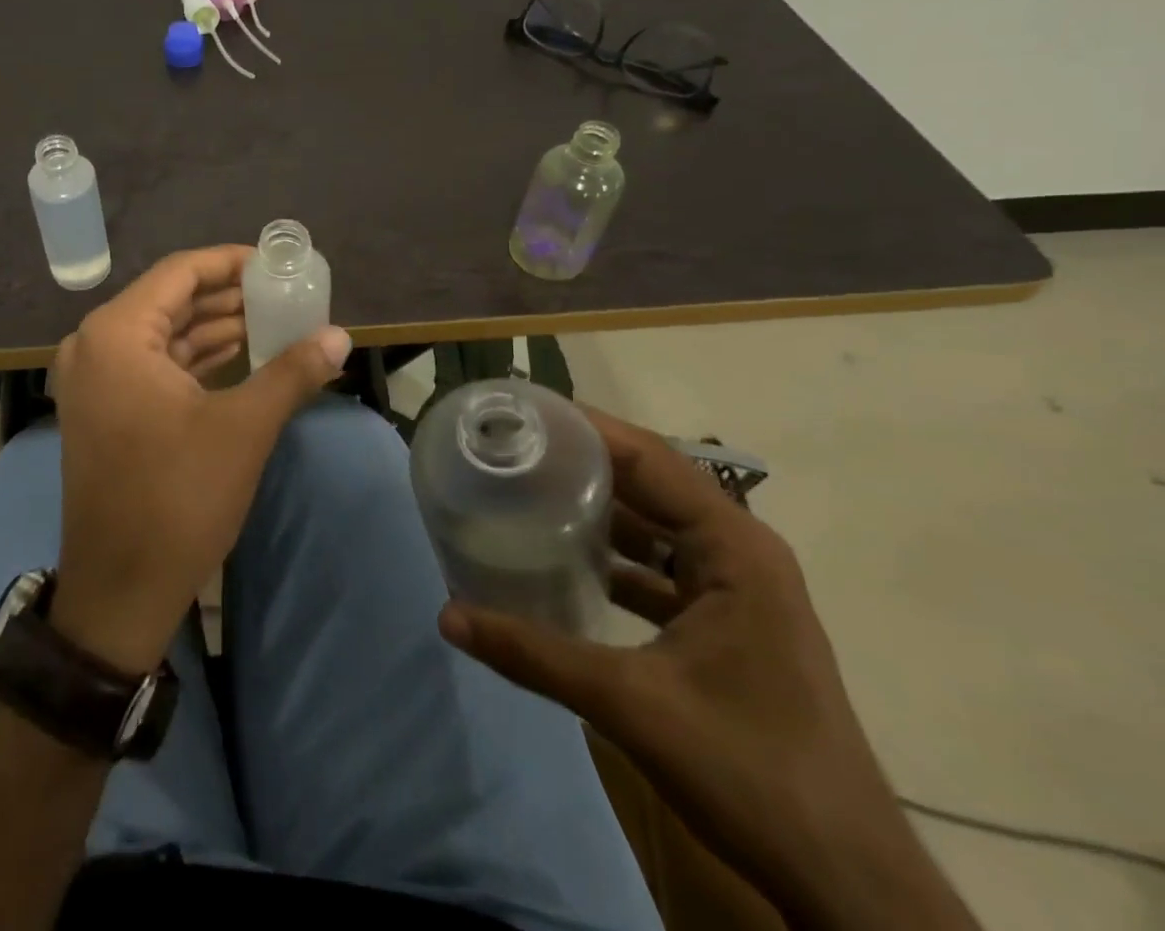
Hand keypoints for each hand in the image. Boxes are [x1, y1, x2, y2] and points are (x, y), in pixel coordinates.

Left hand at [48, 246, 351, 673]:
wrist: (120, 589)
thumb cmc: (178, 497)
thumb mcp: (244, 428)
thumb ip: (292, 372)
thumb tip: (341, 336)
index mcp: (117, 334)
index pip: (180, 273)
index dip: (230, 263)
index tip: (276, 264)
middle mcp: (94, 345)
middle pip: (170, 301)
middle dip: (227, 297)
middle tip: (283, 294)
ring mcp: (94, 379)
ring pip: (162, 334)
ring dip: (214, 328)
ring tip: (273, 321)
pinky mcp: (103, 409)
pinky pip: (152, 364)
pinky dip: (194, 358)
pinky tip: (239, 356)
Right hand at [439, 408, 971, 929]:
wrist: (848, 882)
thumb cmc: (751, 771)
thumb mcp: (630, 704)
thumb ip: (533, 654)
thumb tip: (447, 616)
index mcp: (734, 549)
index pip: (650, 458)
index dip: (585, 428)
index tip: (522, 413)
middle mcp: (739, 553)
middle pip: (650, 482)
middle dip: (581, 460)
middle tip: (510, 445)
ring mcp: (737, 589)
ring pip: (654, 524)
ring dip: (595, 507)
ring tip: (525, 487)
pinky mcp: (726, 623)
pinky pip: (658, 565)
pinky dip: (613, 555)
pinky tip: (562, 560)